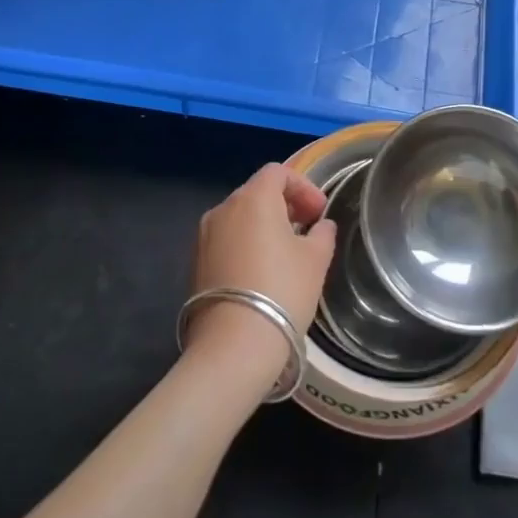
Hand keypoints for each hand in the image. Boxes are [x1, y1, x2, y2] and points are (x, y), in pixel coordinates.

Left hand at [186, 164, 336, 383]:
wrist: (233, 344)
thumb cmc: (282, 291)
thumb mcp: (316, 259)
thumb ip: (322, 234)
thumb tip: (320, 226)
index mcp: (253, 198)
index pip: (278, 173)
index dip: (303, 187)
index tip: (319, 212)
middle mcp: (223, 208)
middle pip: (256, 192)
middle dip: (284, 205)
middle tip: (307, 229)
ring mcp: (204, 236)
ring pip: (239, 217)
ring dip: (263, 225)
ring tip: (285, 252)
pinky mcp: (195, 262)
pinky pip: (226, 240)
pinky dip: (245, 244)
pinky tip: (261, 272)